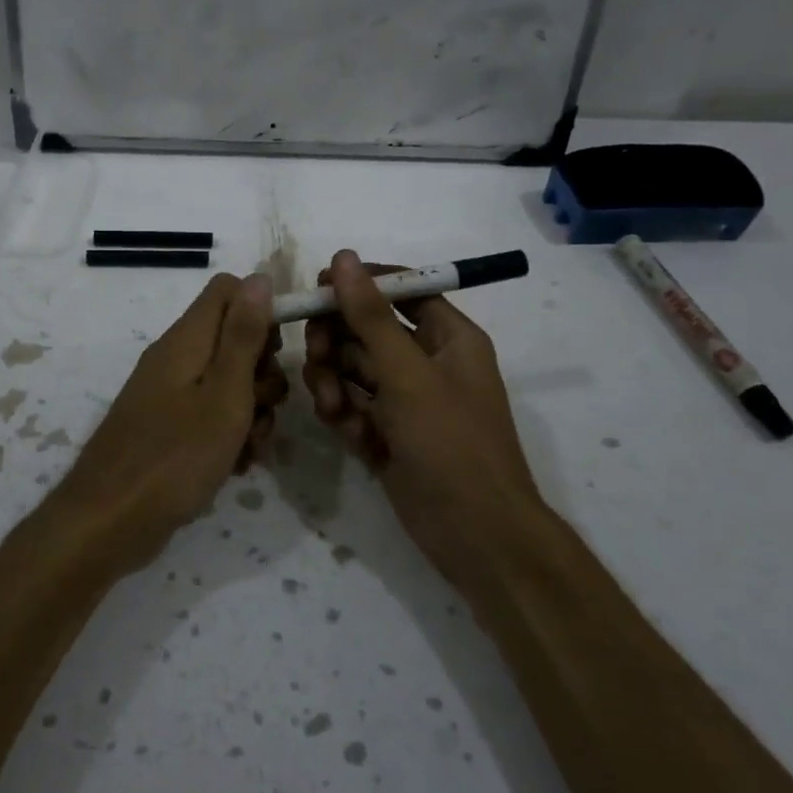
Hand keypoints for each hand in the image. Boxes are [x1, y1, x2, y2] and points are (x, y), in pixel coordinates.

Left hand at [52, 273, 287, 575]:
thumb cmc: (175, 456)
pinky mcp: (167, 428)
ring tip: (248, 448)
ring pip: (227, 383)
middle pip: (233, 339)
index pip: (229, 290)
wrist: (109, 521)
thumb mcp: (224, 394)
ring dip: (250, 411)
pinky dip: (228, 435)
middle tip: (261, 408)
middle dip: (262, 373)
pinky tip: (234, 465)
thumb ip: (243, 336)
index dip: (261, 311)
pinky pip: (210, 416)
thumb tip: (260, 277)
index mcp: (186, 339)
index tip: (277, 353)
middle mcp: (176, 358)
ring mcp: (169, 395)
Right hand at [303, 250, 539, 581]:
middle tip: (317, 355)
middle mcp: (425, 362)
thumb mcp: (408, 374)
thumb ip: (370, 316)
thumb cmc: (451, 443)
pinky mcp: (387, 433)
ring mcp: (405, 400)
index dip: (360, 284)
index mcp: (448, 337)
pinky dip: (344, 414)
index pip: (401, 289)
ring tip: (334, 407)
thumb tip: (343, 258)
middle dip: (337, 341)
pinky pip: (353, 406)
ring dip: (335, 382)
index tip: (318, 287)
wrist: (475, 535)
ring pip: (352, 370)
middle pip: (366, 329)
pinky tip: (348, 432)